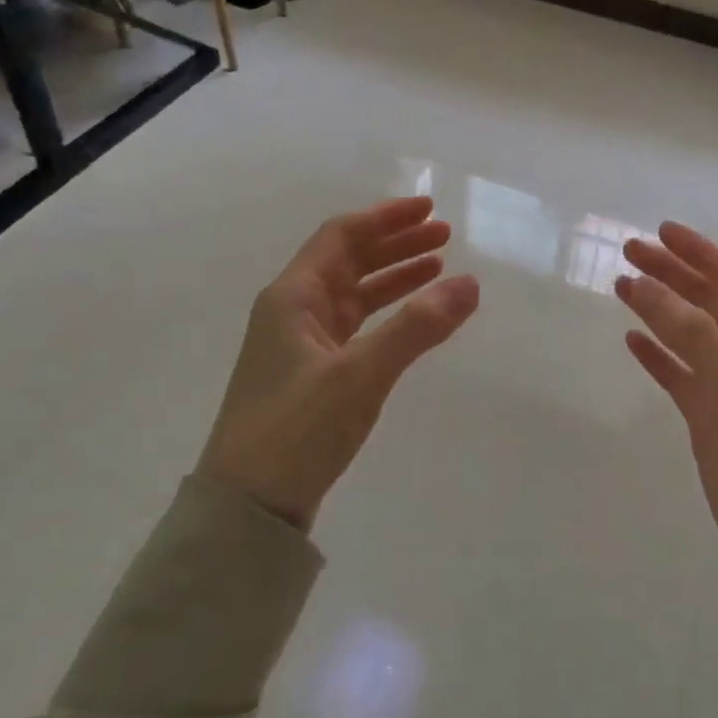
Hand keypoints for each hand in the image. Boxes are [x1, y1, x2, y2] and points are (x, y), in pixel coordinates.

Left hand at [199, 196, 479, 529]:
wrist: (247, 508)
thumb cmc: (296, 429)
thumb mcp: (361, 374)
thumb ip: (417, 327)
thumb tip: (470, 283)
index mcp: (293, 296)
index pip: (342, 236)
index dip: (386, 217)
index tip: (429, 209)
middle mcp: (293, 310)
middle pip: (349, 260)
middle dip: (396, 243)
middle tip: (445, 236)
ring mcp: (302, 343)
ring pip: (355, 293)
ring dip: (394, 276)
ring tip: (439, 266)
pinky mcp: (313, 374)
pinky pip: (356, 326)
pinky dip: (387, 313)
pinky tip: (414, 315)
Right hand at [616, 223, 717, 643]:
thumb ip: (693, 335)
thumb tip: (646, 284)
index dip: (700, 251)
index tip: (660, 230)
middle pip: (710, 302)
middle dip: (673, 274)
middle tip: (629, 251)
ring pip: (693, 337)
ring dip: (661, 310)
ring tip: (621, 286)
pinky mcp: (716, 425)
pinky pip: (684, 377)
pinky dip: (660, 356)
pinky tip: (633, 342)